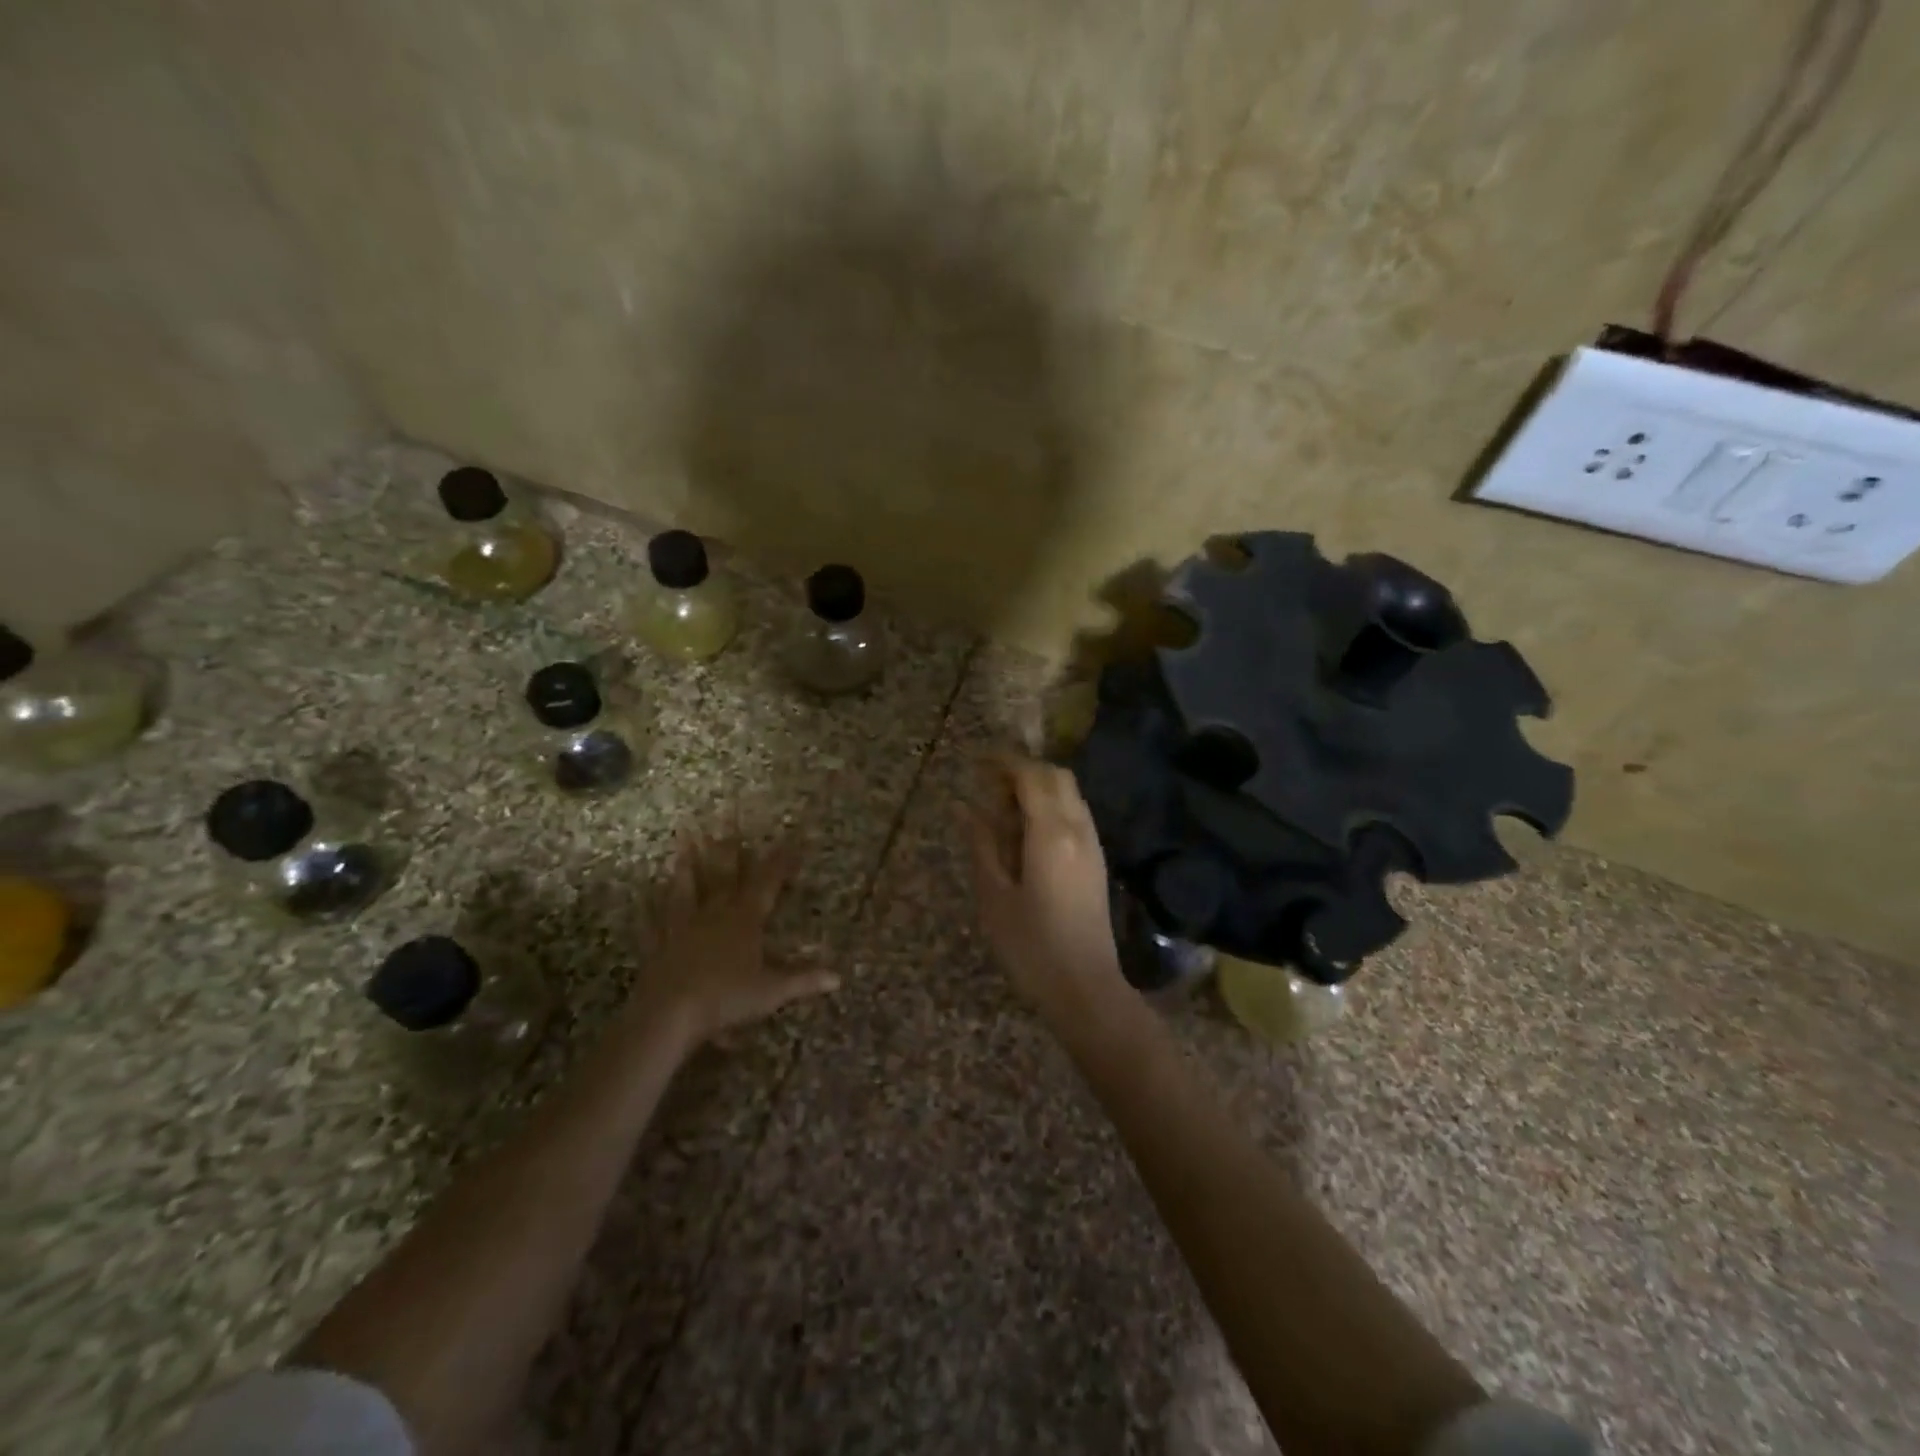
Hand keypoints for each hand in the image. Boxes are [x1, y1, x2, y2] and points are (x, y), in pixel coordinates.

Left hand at [629, 831, 838, 1046]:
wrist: (670, 1013)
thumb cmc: (727, 997)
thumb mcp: (772, 991)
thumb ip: (804, 980)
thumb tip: (838, 977)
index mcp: (745, 919)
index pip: (767, 883)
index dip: (780, 862)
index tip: (790, 841)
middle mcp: (714, 914)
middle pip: (724, 876)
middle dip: (730, 850)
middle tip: (729, 822)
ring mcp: (682, 928)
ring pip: (686, 890)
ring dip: (687, 867)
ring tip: (684, 843)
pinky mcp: (657, 946)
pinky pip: (653, 922)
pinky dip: (649, 908)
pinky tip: (643, 896)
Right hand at [961, 753, 1127, 1027]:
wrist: (1086, 989)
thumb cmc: (1031, 947)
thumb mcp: (994, 896)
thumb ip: (981, 844)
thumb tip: (962, 806)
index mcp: (1051, 833)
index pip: (1031, 776)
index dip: (1003, 762)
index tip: (976, 762)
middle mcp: (1078, 829)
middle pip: (1057, 776)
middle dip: (1024, 770)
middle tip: (988, 785)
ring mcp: (1092, 845)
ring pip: (1070, 795)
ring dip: (1039, 789)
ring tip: (1002, 810)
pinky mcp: (1096, 862)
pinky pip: (1075, 816)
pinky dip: (1051, 808)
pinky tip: (1025, 835)